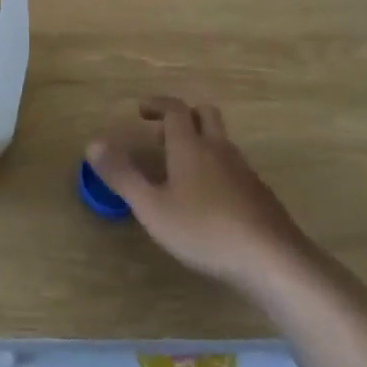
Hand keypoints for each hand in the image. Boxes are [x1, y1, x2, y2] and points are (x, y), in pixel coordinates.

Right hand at [88, 98, 311, 290]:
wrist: (274, 261)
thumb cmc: (205, 230)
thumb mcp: (152, 207)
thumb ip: (123, 175)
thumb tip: (93, 143)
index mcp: (191, 146)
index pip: (175, 109)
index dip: (157, 104)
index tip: (141, 109)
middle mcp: (219, 149)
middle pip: (205, 115)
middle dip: (184, 117)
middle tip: (162, 134)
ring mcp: (244, 171)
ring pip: (221, 142)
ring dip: (201, 143)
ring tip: (180, 171)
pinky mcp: (260, 195)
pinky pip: (234, 167)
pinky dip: (217, 169)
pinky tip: (209, 201)